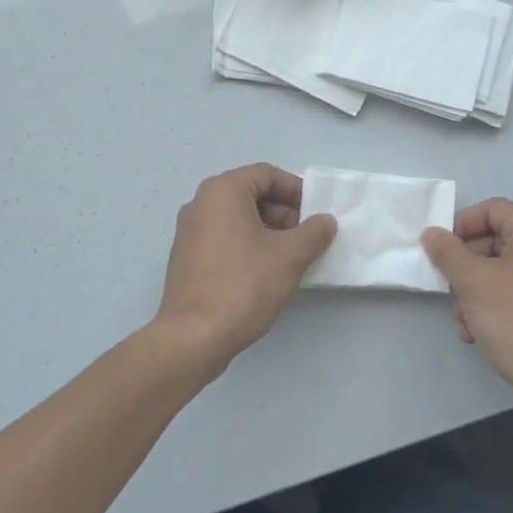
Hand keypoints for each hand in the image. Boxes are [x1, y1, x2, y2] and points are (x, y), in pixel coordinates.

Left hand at [151, 164, 336, 379]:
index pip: (267, 174)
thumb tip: (325, 221)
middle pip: (251, 194)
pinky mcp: (186, 257)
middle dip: (284, 212)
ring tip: (290, 259)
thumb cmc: (243, 286)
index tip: (316, 215)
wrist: (193, 337)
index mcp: (222, 191)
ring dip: (268, 231)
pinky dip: (248, 245)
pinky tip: (264, 273)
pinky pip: (224, 237)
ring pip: (238, 218)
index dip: (296, 191)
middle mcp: (201, 203)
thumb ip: (314, 232)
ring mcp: (189, 231)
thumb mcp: (290, 256)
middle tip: (306, 239)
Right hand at [422, 199, 512, 425]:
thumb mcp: (472, 281)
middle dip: (466, 262)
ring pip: (503, 271)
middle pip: (497, 240)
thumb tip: (432, 233)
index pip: (494, 209)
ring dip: (474, 289)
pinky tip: (475, 332)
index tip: (441, 248)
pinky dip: (492, 306)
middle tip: (447, 284)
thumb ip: (448, 252)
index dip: (463, 223)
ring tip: (461, 317)